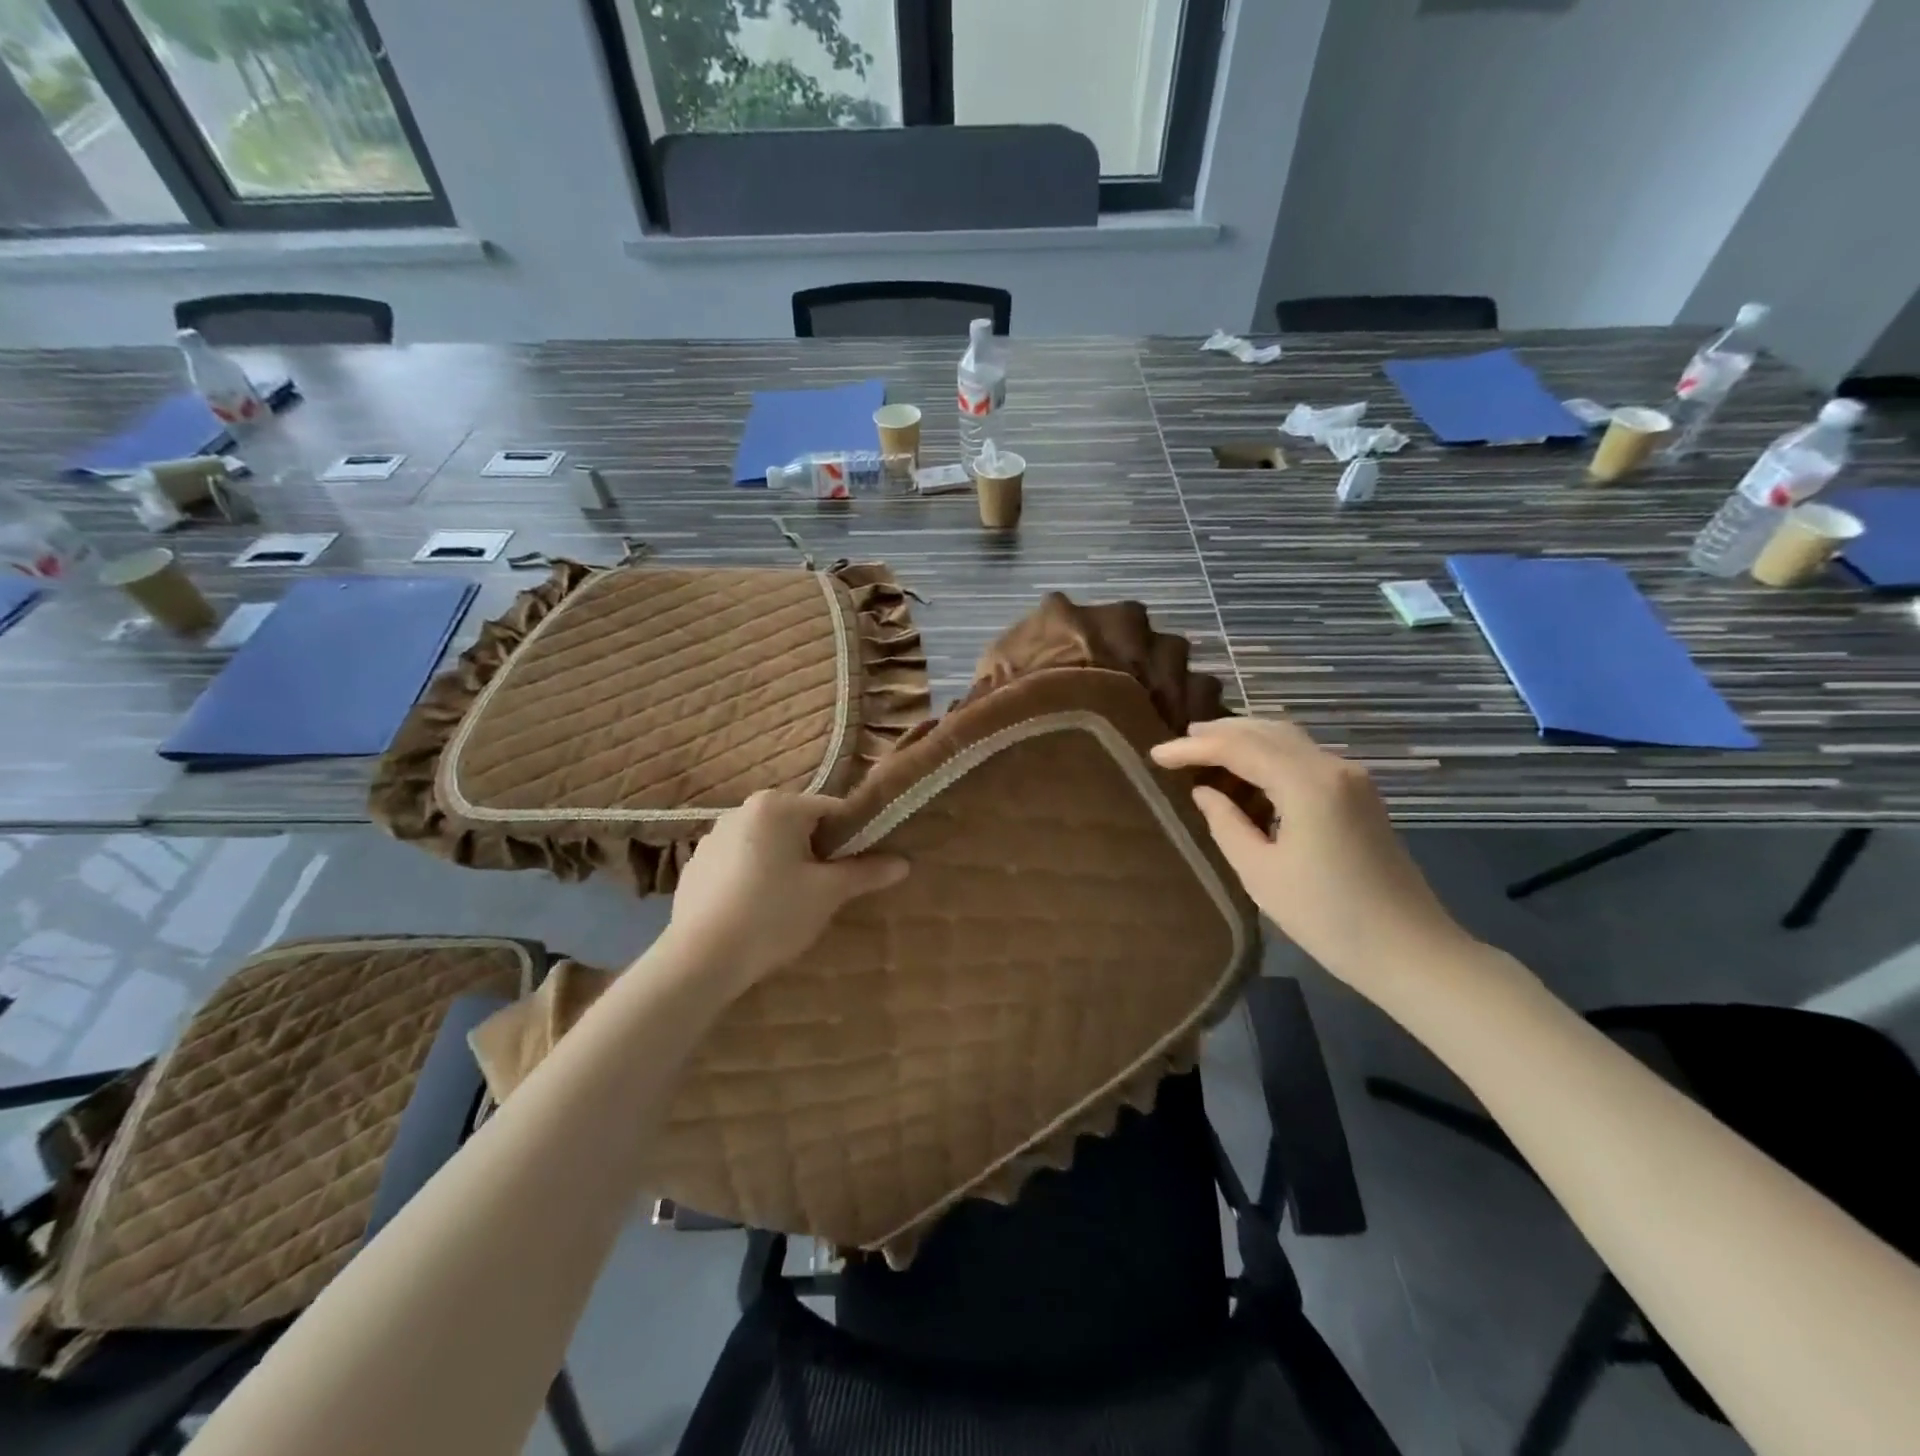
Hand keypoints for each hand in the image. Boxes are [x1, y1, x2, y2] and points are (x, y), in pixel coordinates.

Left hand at [664, 791, 907, 992]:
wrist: (700, 960)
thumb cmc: (773, 915)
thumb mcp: (827, 893)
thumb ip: (866, 872)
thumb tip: (904, 863)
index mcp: (777, 805)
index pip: (831, 810)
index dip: (852, 836)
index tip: (861, 866)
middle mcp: (742, 810)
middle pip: (798, 825)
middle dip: (817, 852)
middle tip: (828, 889)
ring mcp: (713, 837)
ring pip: (768, 844)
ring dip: (785, 864)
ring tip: (791, 904)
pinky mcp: (696, 866)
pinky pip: (739, 863)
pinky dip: (754, 878)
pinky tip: (756, 911)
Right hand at [1151, 719, 1469, 990]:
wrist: (1410, 950)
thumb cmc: (1328, 917)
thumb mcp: (1261, 873)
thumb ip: (1226, 823)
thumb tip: (1204, 792)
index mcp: (1308, 784)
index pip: (1239, 748)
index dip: (1193, 748)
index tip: (1156, 755)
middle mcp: (1333, 768)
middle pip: (1267, 730)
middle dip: (1219, 732)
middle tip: (1179, 742)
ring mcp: (1351, 778)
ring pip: (1287, 739)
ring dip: (1245, 738)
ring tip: (1205, 748)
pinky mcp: (1359, 794)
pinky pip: (1303, 757)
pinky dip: (1269, 754)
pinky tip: (1247, 770)